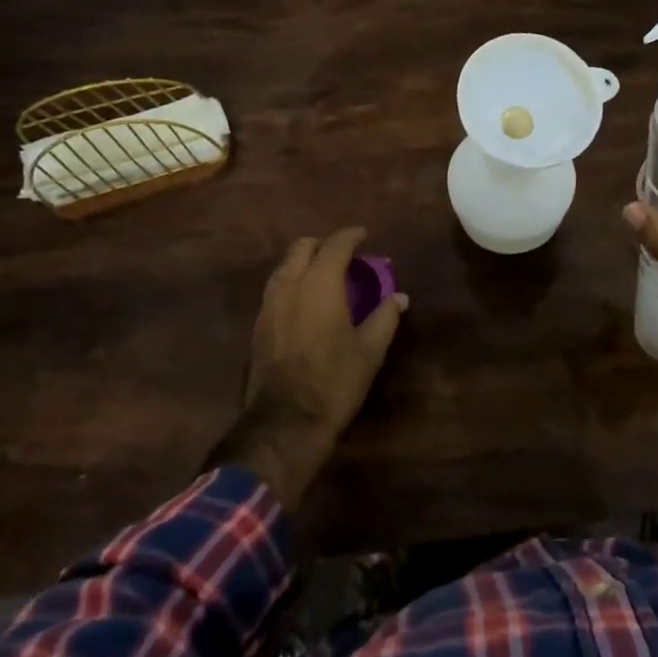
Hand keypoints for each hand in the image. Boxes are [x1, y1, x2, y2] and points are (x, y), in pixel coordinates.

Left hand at [209, 227, 406, 508]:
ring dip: (304, 262)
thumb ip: (385, 317)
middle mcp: (290, 285)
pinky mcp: (258, 324)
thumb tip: (399, 298)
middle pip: (302, 248)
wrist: (285, 421)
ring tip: (324, 276)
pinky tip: (305, 301)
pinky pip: (275, 288)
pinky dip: (292, 282)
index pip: (335, 245)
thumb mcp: (370, 350)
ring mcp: (268, 304)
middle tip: (344, 256)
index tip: (364, 235)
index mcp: (320, 284)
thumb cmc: (335, 381)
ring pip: (285, 267)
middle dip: (324, 245)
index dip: (351, 236)